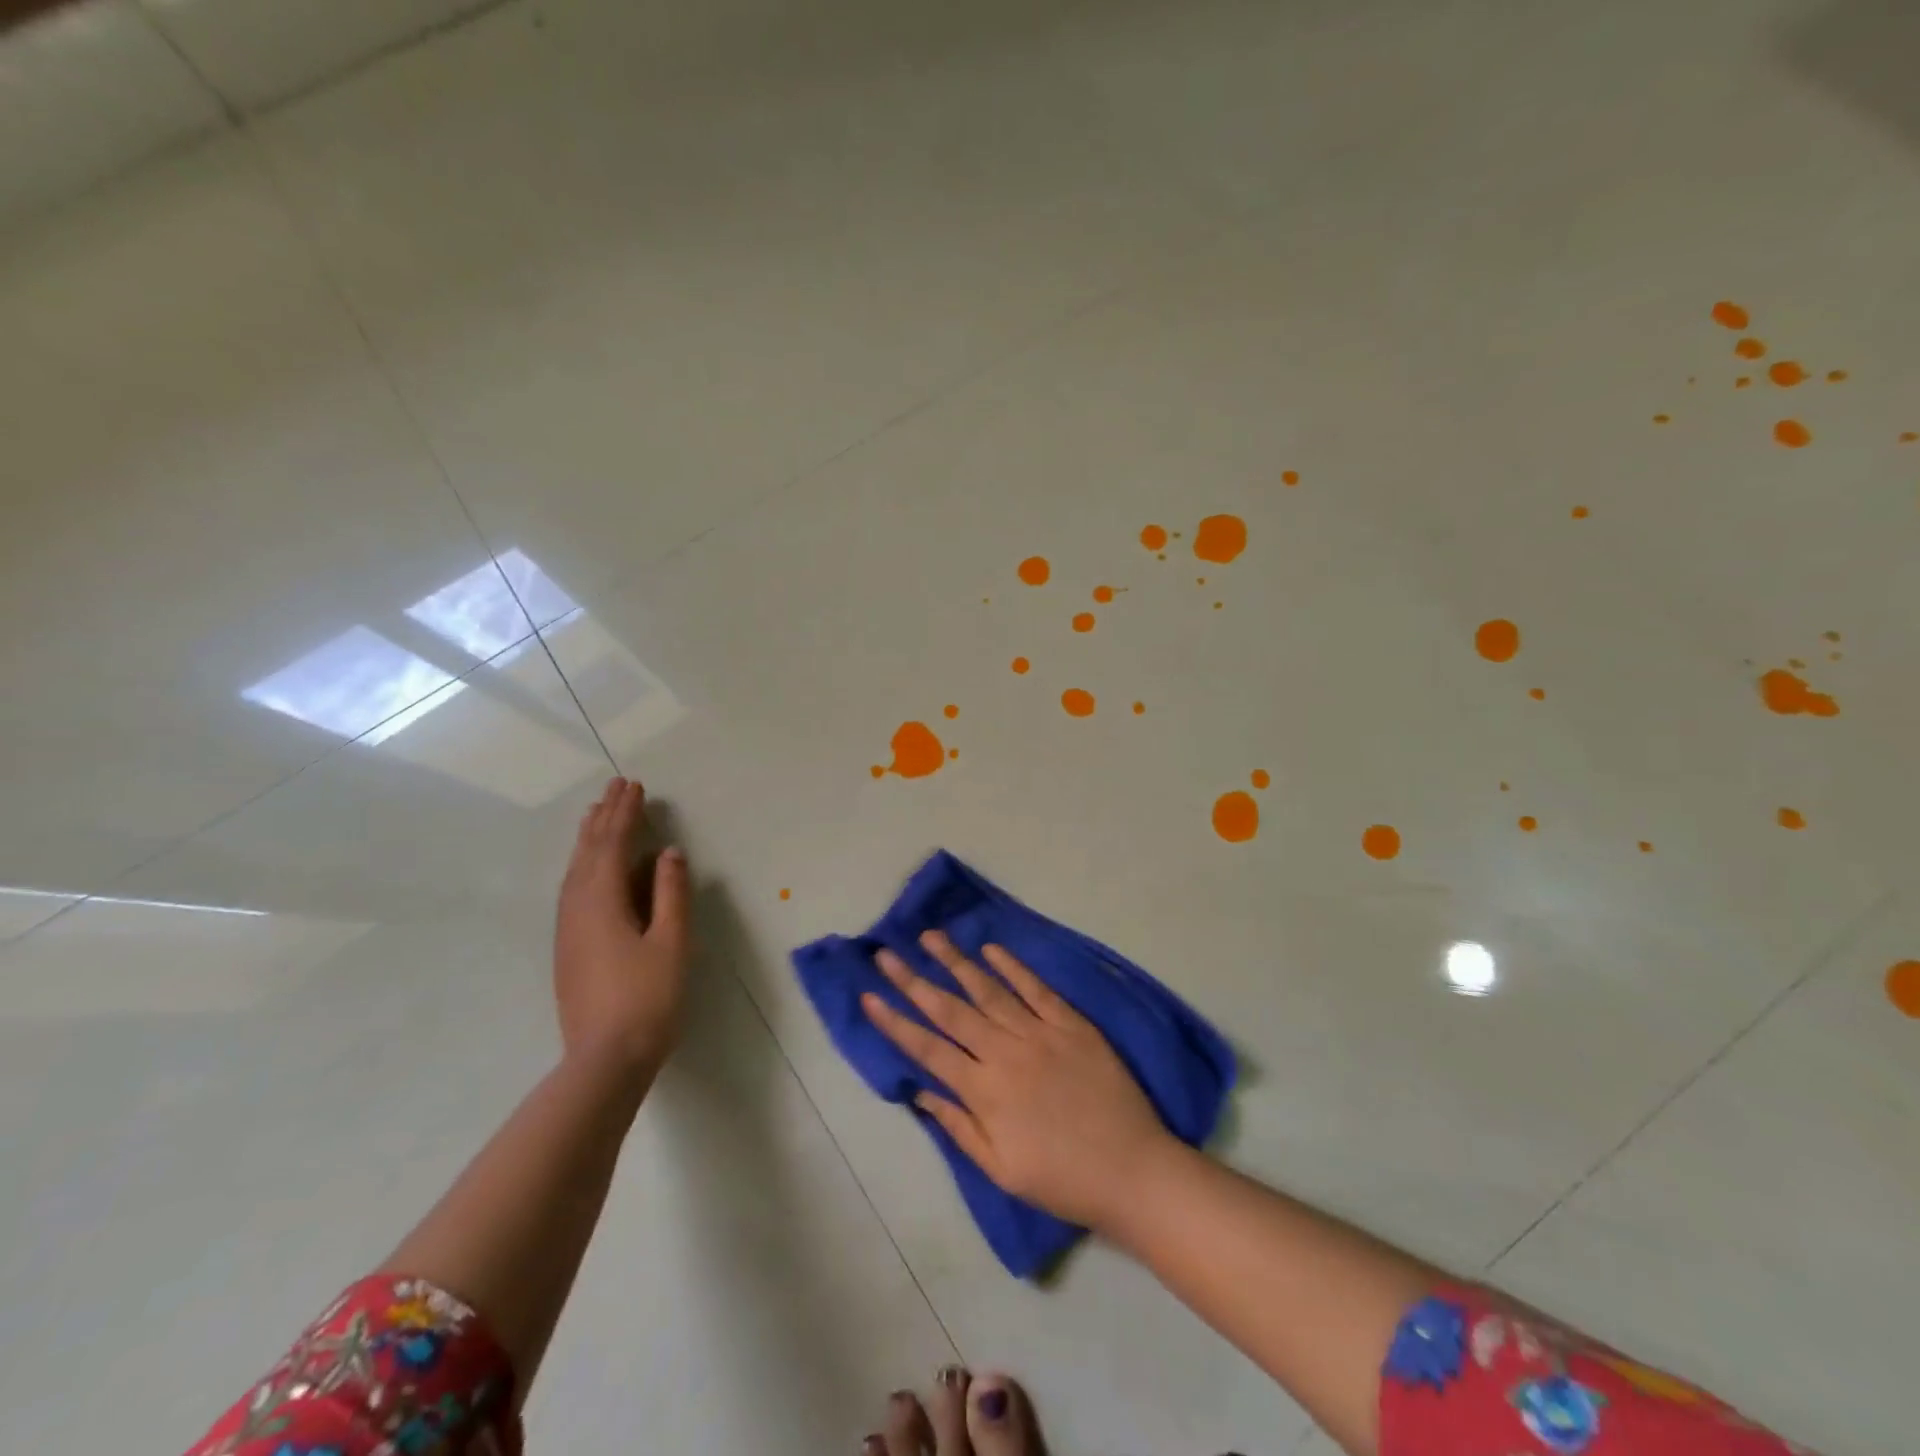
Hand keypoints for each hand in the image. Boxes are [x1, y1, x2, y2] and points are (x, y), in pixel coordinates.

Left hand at [553, 777, 689, 1080]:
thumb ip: (670, 893)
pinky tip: (588, 870)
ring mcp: (568, 930)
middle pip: (588, 852)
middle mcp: (577, 908)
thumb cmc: (647, 998)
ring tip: (597, 816)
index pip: (613, 844)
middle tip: (614, 788)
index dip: (625, 813)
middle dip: (603, 818)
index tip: (634, 785)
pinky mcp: (568, 948)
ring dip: (589, 839)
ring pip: (575, 871)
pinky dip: (583, 865)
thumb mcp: (671, 942)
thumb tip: (667, 853)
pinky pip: (572, 889)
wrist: (604, 1060)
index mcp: (602, 901)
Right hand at [862, 931, 1173, 1231]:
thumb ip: (959, 1127)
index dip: (894, 1022)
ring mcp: (1039, 1033)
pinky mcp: (1071, 1023)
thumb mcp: (1001, 1169)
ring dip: (956, 962)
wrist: (1131, 1171)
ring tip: (930, 937)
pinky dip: (1012, 966)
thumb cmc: (1062, 1179)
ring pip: (988, 990)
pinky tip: (990, 949)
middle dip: (913, 980)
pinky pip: (1036, 988)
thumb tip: (920, 1092)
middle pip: (950, 1010)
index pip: (927, 1048)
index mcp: (984, 1091)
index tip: (869, 996)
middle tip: (886, 954)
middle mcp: (1005, 1053)